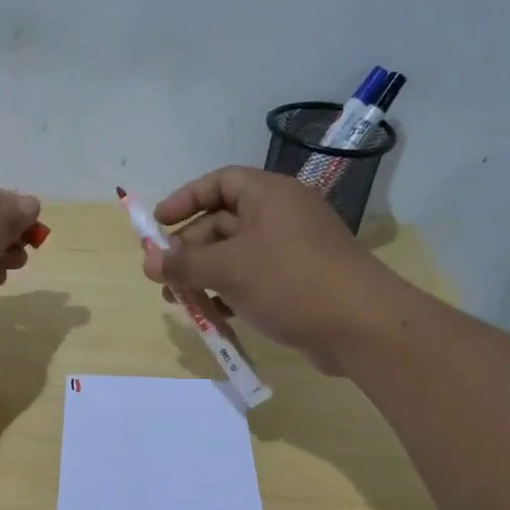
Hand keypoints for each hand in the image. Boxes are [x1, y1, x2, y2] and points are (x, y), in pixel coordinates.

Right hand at [141, 168, 396, 373]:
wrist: (361, 326)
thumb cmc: (290, 281)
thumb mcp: (229, 269)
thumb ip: (184, 263)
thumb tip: (148, 261)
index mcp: (269, 195)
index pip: (219, 182)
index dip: (185, 199)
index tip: (157, 224)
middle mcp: (281, 215)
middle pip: (222, 222)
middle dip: (189, 249)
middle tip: (162, 275)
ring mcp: (291, 250)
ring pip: (235, 255)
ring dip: (204, 275)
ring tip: (178, 301)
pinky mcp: (298, 282)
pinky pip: (253, 279)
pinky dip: (229, 292)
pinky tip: (212, 315)